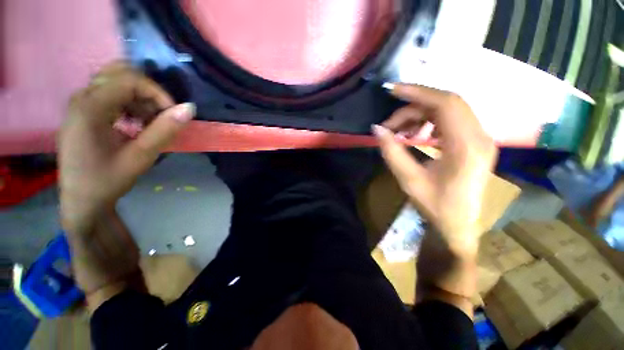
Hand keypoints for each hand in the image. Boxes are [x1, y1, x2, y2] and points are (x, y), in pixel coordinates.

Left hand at [59, 63, 195, 232]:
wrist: (81, 200)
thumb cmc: (108, 180)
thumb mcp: (140, 157)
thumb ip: (165, 130)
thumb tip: (189, 108)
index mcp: (90, 108)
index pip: (129, 80)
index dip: (158, 93)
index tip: (173, 114)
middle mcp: (82, 98)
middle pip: (120, 73)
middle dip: (148, 92)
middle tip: (160, 116)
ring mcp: (81, 103)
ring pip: (116, 81)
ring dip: (139, 98)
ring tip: (148, 122)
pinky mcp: (84, 111)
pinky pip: (110, 94)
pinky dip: (129, 103)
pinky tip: (135, 123)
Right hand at [373, 84, 496, 254]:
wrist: (457, 226)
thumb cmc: (435, 206)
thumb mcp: (408, 179)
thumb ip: (392, 151)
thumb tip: (376, 129)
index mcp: (467, 147)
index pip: (446, 104)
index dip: (418, 93)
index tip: (393, 90)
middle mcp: (480, 137)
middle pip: (448, 103)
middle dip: (414, 105)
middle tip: (390, 122)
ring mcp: (480, 139)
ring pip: (449, 111)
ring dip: (421, 115)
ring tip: (400, 131)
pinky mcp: (474, 143)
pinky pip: (451, 121)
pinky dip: (429, 122)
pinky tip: (415, 134)